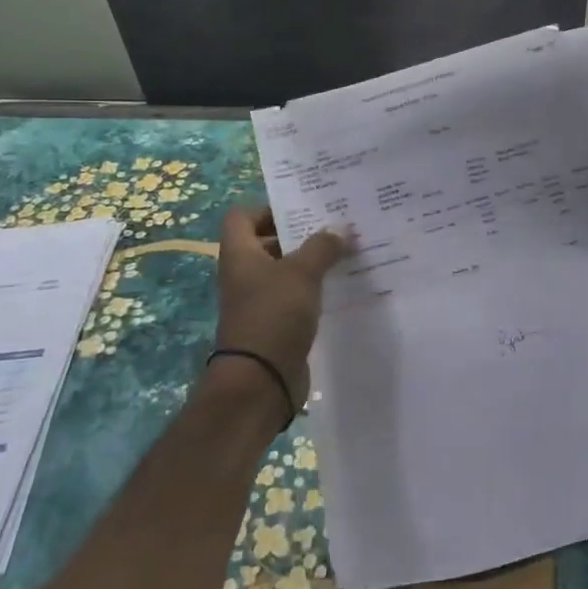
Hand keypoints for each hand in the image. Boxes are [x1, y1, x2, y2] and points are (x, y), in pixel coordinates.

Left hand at [214, 207, 348, 411]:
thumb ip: (323, 246)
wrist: (261, 380)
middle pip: (268, 241)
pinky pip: (296, 295)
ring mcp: (259, 300)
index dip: (268, 208)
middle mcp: (245, 273)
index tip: (303, 208)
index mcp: (240, 254)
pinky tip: (342, 283)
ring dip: (312, 261)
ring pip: (286, 269)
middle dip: (300, 232)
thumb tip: (341, 227)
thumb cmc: (274, 315)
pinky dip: (315, 288)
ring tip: (346, 250)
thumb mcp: (302, 273)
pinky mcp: (276, 322)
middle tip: (335, 224)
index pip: (242, 216)